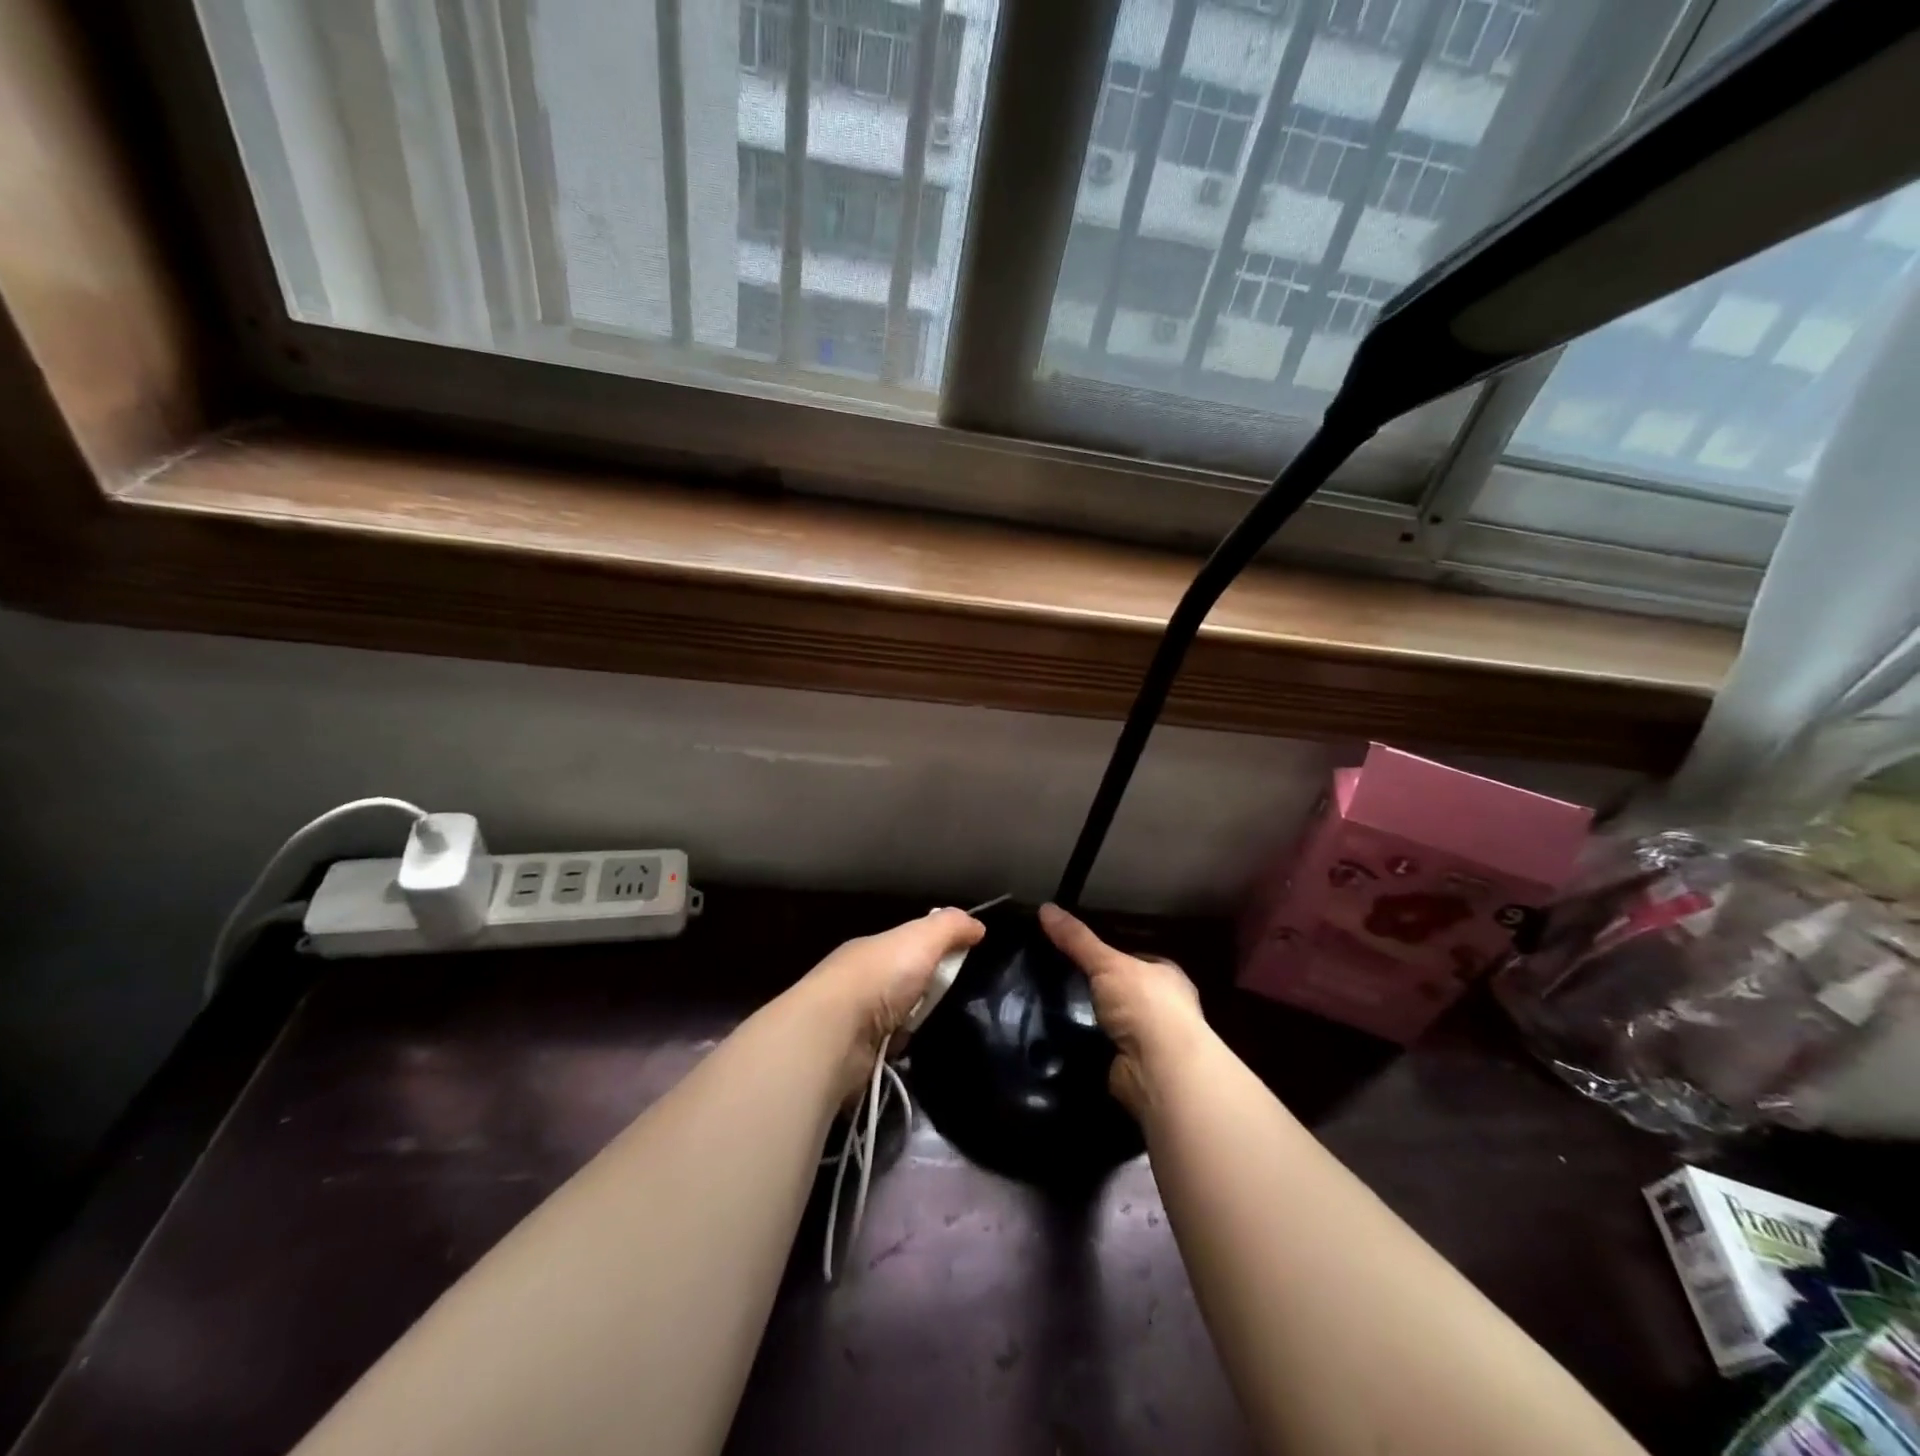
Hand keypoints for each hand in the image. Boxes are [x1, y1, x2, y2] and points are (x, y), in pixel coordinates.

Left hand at [799, 908, 984, 1101]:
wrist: (835, 1034)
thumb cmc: (880, 977)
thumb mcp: (921, 938)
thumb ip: (950, 926)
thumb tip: (978, 926)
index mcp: (873, 950)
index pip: (908, 946)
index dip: (936, 951)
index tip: (965, 964)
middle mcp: (861, 982)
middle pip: (905, 984)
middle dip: (929, 993)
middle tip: (965, 1003)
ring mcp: (856, 1022)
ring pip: (899, 1020)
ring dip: (918, 1026)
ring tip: (953, 1032)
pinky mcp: (858, 1057)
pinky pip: (892, 1052)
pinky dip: (906, 1054)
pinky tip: (925, 1056)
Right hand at [1040, 902, 1210, 1118]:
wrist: (1160, 1070)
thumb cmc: (1145, 1005)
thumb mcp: (1107, 962)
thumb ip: (1077, 939)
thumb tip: (1045, 907)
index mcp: (1166, 977)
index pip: (1135, 959)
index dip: (1110, 955)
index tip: (1077, 952)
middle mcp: (1162, 1009)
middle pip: (1121, 991)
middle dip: (1095, 989)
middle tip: (1056, 979)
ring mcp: (1149, 1042)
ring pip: (1110, 1022)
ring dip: (1088, 1020)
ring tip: (1048, 1008)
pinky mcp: (1132, 1069)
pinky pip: (1101, 1050)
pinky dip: (1083, 1047)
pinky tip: (1057, 1038)